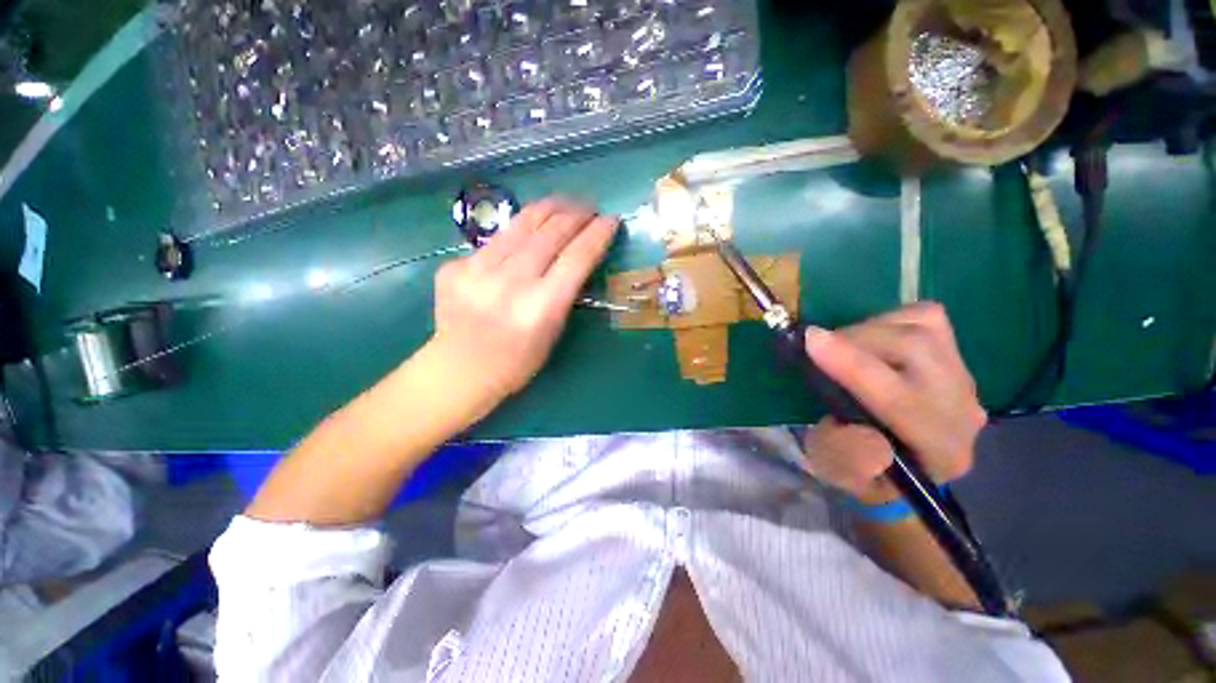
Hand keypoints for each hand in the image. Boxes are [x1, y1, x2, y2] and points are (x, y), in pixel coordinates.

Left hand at [429, 197, 619, 403]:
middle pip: (550, 234)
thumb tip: (575, 256)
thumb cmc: (517, 361)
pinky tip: (527, 232)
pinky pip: (496, 239)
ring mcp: (478, 271)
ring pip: (521, 225)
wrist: (460, 370)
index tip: (611, 220)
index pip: (576, 258)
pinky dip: (518, 231)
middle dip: (576, 214)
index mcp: (541, 307)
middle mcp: (511, 283)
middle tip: (589, 207)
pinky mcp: (456, 265)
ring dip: (548, 209)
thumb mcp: (553, 331)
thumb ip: (564, 292)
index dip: (597, 235)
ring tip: (564, 203)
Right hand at [801, 302, 986, 503]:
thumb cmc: (860, 468)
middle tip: (818, 346)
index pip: (901, 401)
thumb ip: (846, 456)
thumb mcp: (839, 472)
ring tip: (841, 346)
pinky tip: (871, 340)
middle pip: (916, 350)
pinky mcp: (955, 353)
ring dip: (868, 330)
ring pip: (922, 328)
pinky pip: (926, 318)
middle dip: (856, 339)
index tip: (811, 340)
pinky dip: (889, 321)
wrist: (896, 460)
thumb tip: (856, 427)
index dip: (852, 366)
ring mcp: (965, 377)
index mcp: (938, 452)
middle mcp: (963, 411)